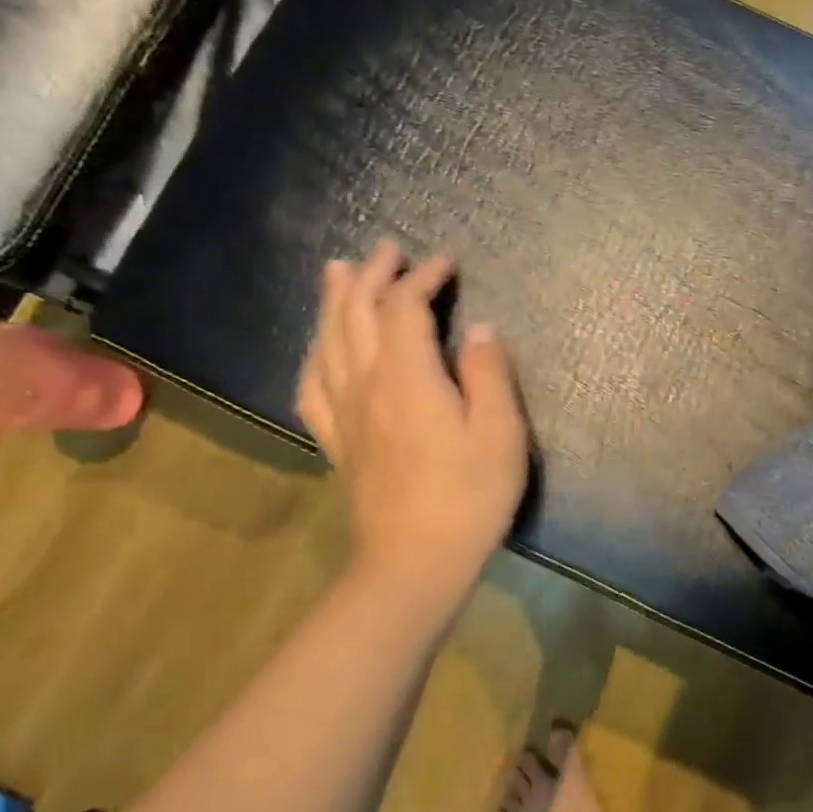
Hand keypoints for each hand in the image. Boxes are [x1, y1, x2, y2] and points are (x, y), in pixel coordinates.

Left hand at [297, 239, 527, 596]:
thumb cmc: (469, 497)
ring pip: (327, 342)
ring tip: (338, 272)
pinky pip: (312, 386)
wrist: (415, 562)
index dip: (422, 278)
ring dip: (334, 301)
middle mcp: (366, 385)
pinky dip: (314, 354)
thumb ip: (490, 375)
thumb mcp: (500, 434)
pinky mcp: (337, 441)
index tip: (445, 262)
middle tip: (386, 249)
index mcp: (408, 378)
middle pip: (355, 314)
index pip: (404, 309)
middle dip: (371, 275)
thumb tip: (481, 330)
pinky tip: (318, 347)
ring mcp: (344, 414)